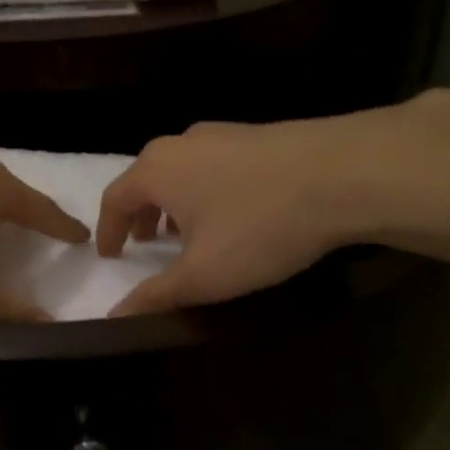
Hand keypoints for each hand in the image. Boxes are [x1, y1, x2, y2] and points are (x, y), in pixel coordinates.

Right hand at [95, 102, 449, 315]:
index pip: (114, 199)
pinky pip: (212, 164)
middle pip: (146, 179)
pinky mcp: (254, 134)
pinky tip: (232, 211)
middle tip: (147, 245)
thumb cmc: (259, 226)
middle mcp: (179, 143)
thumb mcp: (204, 273)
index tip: (111, 255)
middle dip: (141, 214)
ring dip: (174, 202)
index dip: (108, 231)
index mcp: (155, 170)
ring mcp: (219, 133)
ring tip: (188, 231)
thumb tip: (113, 316)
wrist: (341, 172)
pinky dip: (205, 190)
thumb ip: (156, 295)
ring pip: (181, 170)